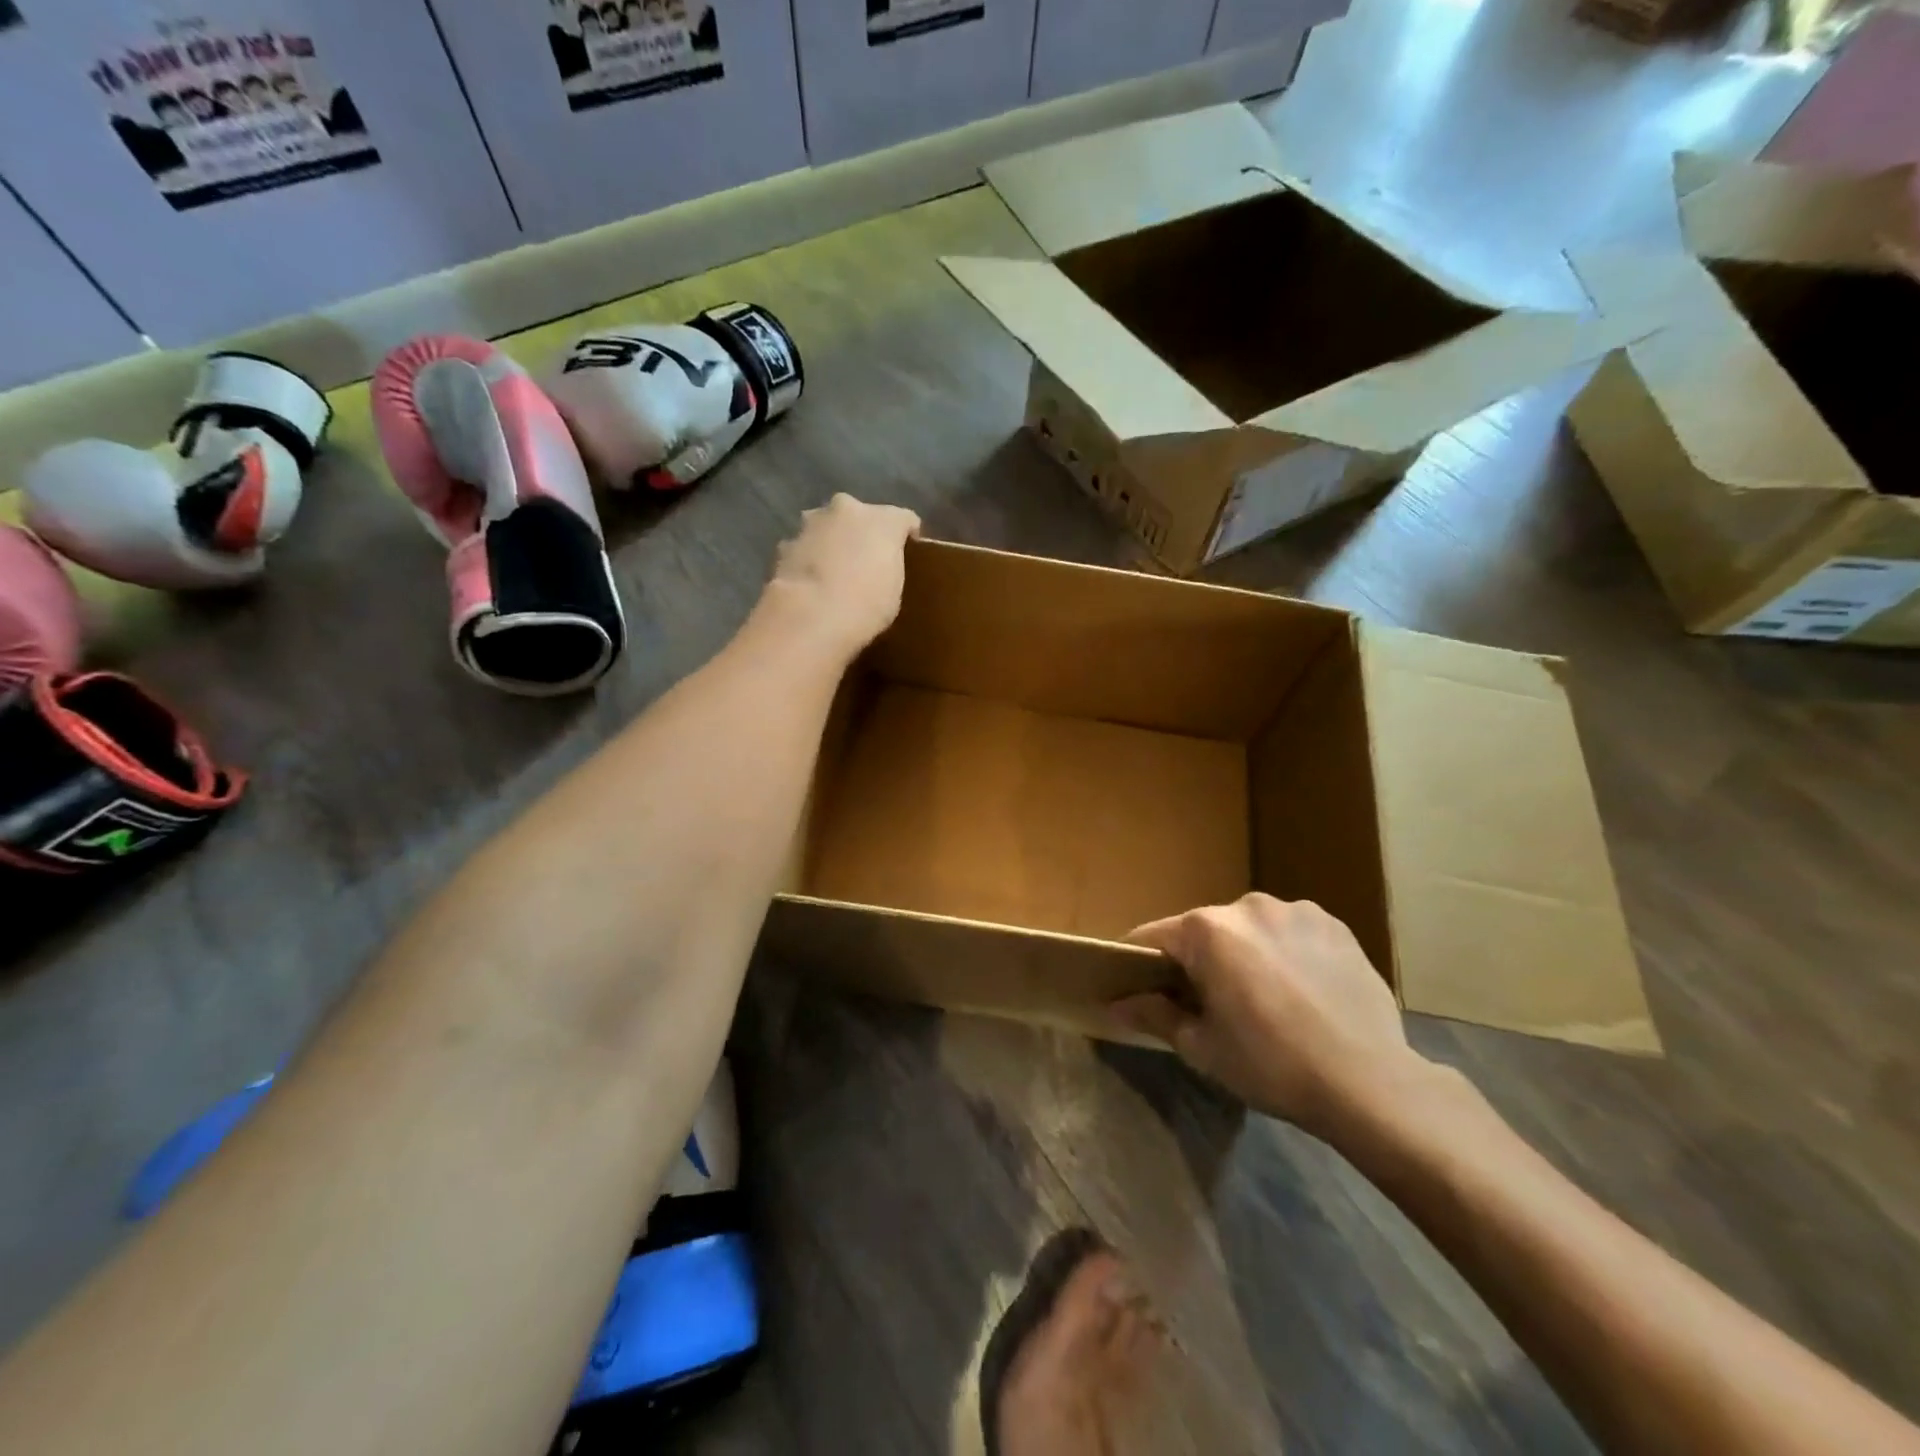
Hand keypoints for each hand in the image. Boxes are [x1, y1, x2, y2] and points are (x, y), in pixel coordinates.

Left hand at [765, 494, 919, 655]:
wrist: (811, 616)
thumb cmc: (867, 605)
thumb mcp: (894, 590)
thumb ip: (889, 568)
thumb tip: (881, 566)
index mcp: (883, 519)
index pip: (903, 519)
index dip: (907, 537)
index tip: (908, 556)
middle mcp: (847, 509)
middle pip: (860, 516)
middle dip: (862, 533)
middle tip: (866, 562)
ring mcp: (811, 523)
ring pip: (827, 527)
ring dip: (831, 542)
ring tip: (834, 574)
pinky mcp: (785, 544)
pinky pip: (804, 547)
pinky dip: (808, 559)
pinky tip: (811, 584)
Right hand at [1114, 894, 1426, 1136]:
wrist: (1371, 1082)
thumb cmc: (1272, 1064)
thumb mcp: (1202, 1047)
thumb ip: (1154, 1014)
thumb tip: (1116, 1003)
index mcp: (1207, 930)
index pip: (1153, 937)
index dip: (1139, 963)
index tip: (1139, 988)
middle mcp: (1246, 905)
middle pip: (1203, 931)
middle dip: (1197, 961)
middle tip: (1209, 1005)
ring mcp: (1295, 910)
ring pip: (1249, 929)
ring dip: (1244, 954)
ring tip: (1264, 999)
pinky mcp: (1334, 924)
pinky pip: (1290, 932)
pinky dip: (1284, 953)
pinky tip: (1302, 991)